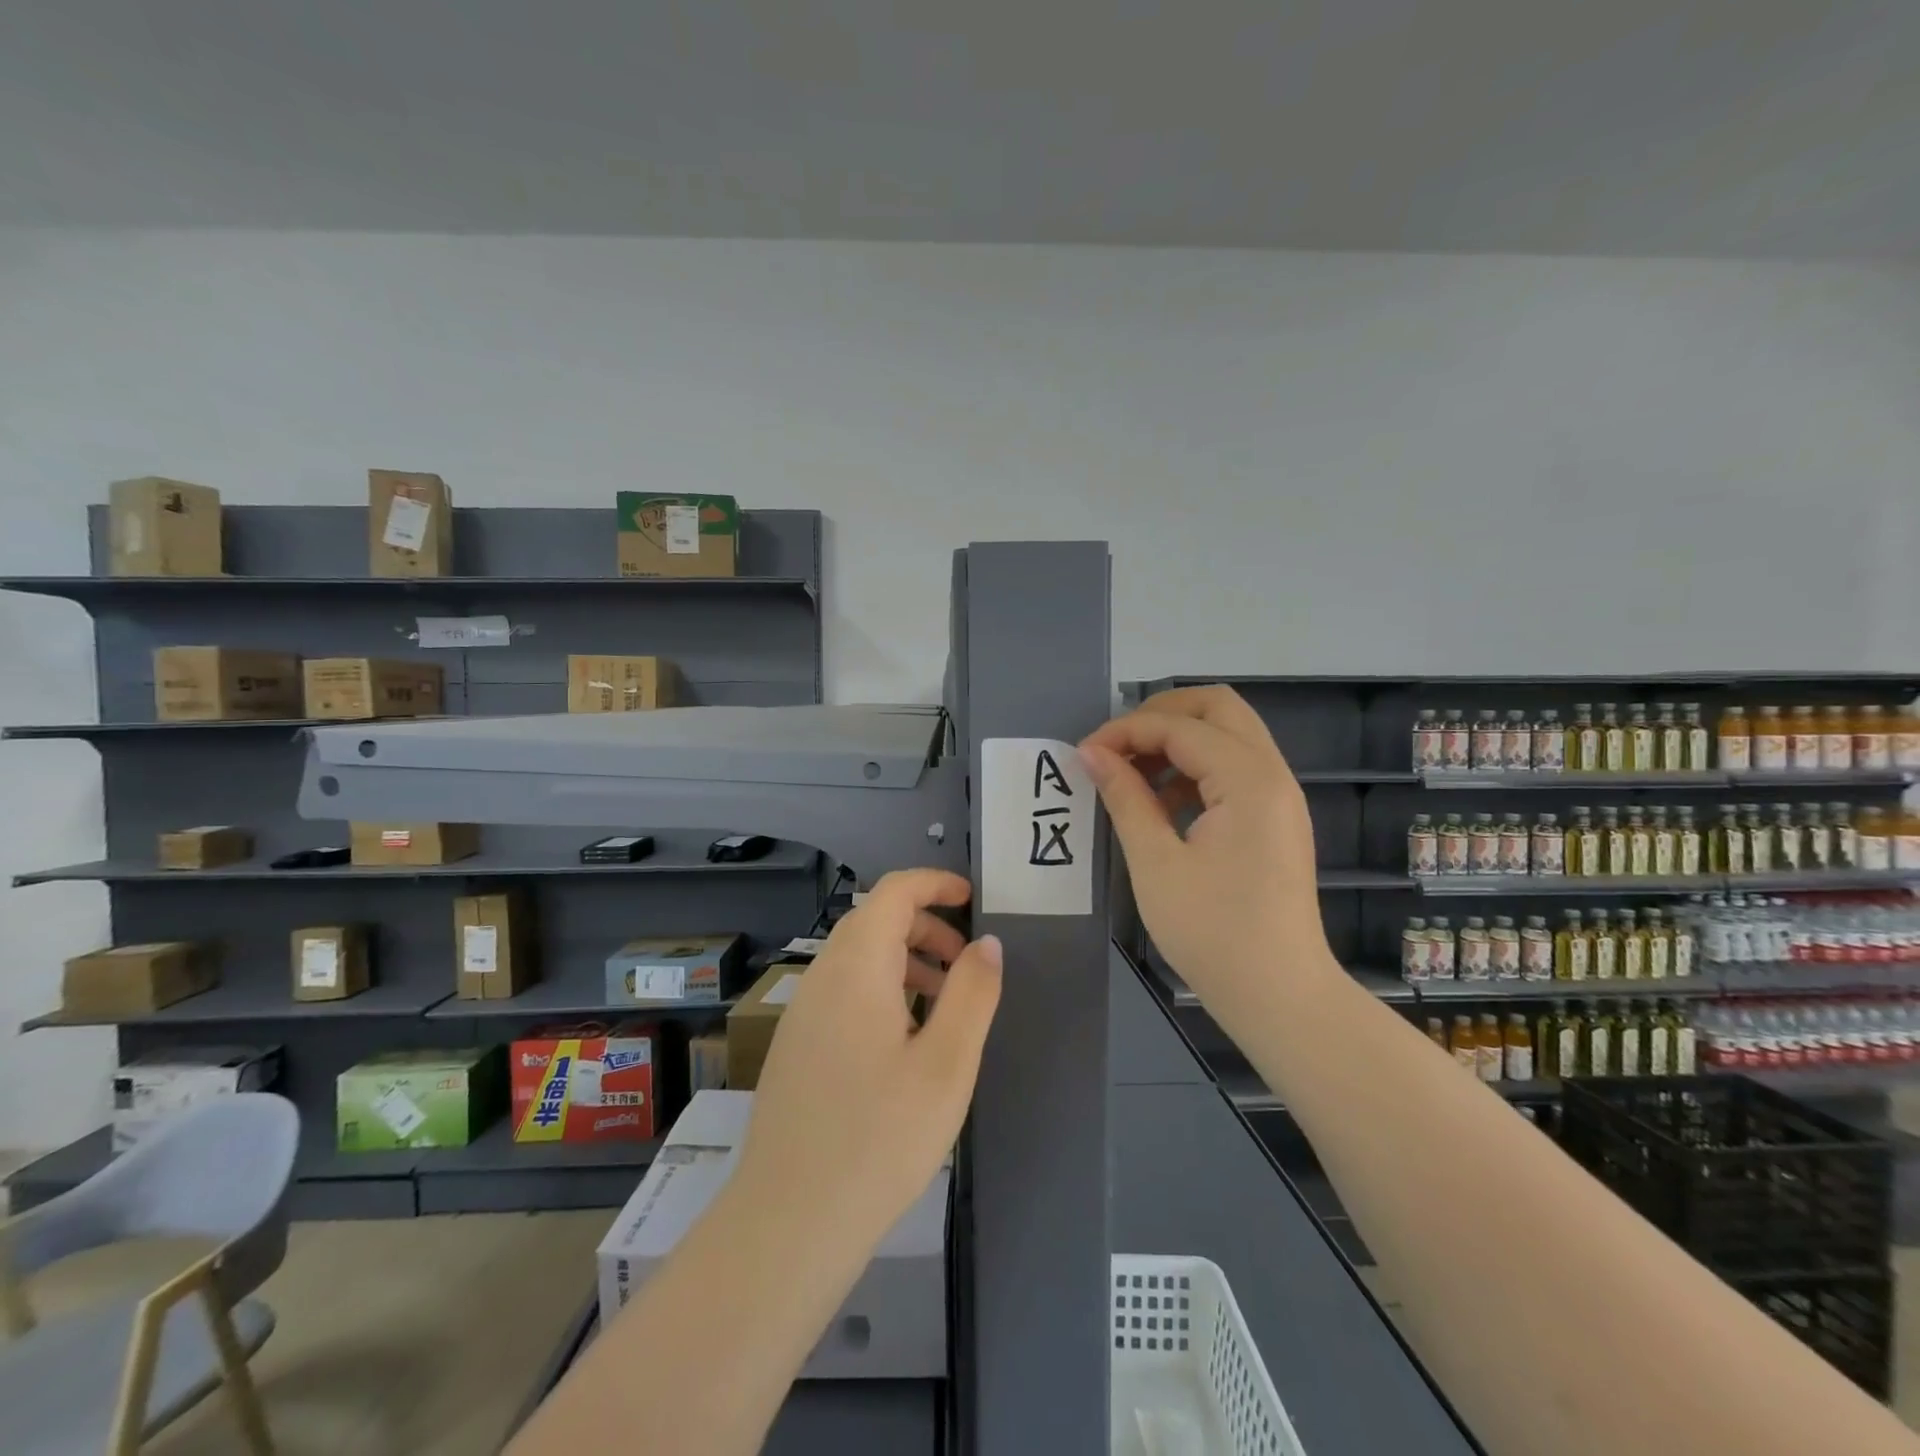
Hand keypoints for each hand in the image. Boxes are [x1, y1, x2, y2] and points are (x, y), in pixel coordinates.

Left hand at [735, 869, 1002, 1242]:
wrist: (788, 1223)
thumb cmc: (879, 1138)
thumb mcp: (947, 1065)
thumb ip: (972, 994)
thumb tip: (987, 943)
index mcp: (856, 967)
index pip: (893, 892)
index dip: (934, 883)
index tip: (972, 898)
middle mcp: (822, 976)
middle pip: (875, 921)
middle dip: (926, 927)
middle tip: (968, 965)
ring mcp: (803, 1012)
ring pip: (858, 958)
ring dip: (906, 961)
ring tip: (945, 1006)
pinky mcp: (796, 1045)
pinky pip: (843, 991)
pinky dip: (882, 990)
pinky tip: (905, 1042)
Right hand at [1080, 685, 1331, 1005]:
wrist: (1281, 996)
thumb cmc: (1213, 933)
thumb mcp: (1156, 864)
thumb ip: (1124, 798)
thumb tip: (1091, 753)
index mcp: (1248, 780)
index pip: (1179, 727)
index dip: (1125, 731)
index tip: (1083, 756)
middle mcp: (1272, 774)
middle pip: (1217, 706)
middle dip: (1160, 714)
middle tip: (1115, 745)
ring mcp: (1279, 795)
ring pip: (1228, 733)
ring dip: (1178, 739)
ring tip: (1131, 773)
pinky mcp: (1275, 818)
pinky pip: (1234, 766)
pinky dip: (1195, 766)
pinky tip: (1161, 802)